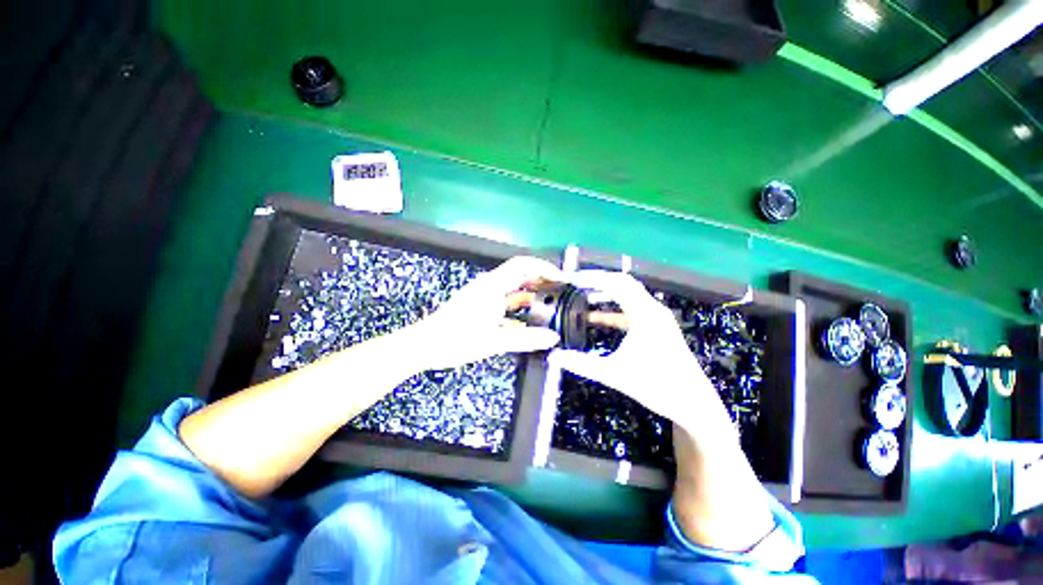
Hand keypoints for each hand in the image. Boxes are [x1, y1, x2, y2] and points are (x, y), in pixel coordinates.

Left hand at [405, 256, 563, 371]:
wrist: (425, 346)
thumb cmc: (455, 339)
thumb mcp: (493, 340)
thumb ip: (525, 339)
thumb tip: (551, 338)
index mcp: (492, 287)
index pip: (523, 265)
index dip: (543, 268)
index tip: (560, 279)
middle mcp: (489, 287)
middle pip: (520, 275)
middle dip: (541, 281)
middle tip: (558, 293)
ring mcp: (484, 297)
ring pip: (513, 290)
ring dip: (531, 296)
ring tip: (548, 307)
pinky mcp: (481, 308)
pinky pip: (505, 303)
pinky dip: (519, 309)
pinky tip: (528, 323)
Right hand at [548, 270, 730, 435]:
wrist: (693, 404)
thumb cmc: (657, 386)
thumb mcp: (614, 374)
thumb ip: (582, 364)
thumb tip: (553, 357)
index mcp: (645, 314)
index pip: (616, 283)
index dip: (592, 278)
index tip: (572, 279)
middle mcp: (653, 309)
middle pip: (623, 283)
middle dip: (597, 281)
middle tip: (575, 283)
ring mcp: (657, 318)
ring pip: (628, 295)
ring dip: (605, 293)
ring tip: (582, 295)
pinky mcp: (656, 327)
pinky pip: (631, 310)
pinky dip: (612, 310)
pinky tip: (595, 318)